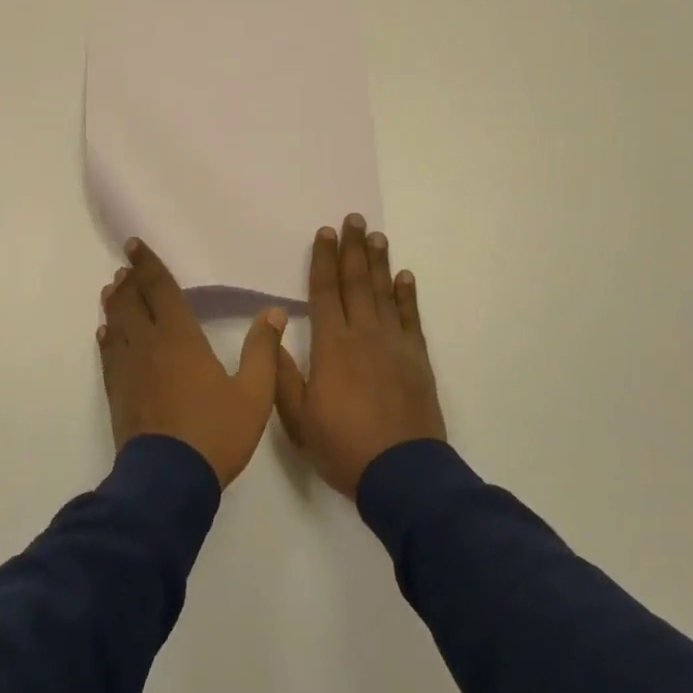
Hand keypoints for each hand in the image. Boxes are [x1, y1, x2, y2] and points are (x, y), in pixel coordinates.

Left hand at [98, 238, 287, 487]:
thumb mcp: (254, 394)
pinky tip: (106, 334)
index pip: (161, 290)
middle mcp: (149, 345)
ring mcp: (129, 369)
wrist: (168, 479)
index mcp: (181, 338)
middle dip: (130, 280)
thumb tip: (274, 313)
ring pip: (117, 325)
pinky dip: (108, 338)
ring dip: (115, 304)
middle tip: (126, 266)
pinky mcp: (118, 393)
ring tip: (112, 289)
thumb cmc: (215, 433)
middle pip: (133, 303)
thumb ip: (264, 351)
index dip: (148, 265)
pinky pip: (109, 355)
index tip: (134, 245)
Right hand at [276, 214, 446, 497]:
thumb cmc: (343, 446)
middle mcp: (364, 335)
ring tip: (376, 236)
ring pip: (384, 294)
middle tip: (353, 219)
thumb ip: (283, 375)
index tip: (324, 233)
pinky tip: (405, 277)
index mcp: (332, 346)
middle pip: (356, 283)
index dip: (323, 261)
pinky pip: (411, 319)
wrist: (402, 473)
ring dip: (379, 263)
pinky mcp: (418, 359)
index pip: (325, 293)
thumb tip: (274, 334)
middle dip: (352, 249)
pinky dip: (407, 296)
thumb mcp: (298, 418)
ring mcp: (395, 345)